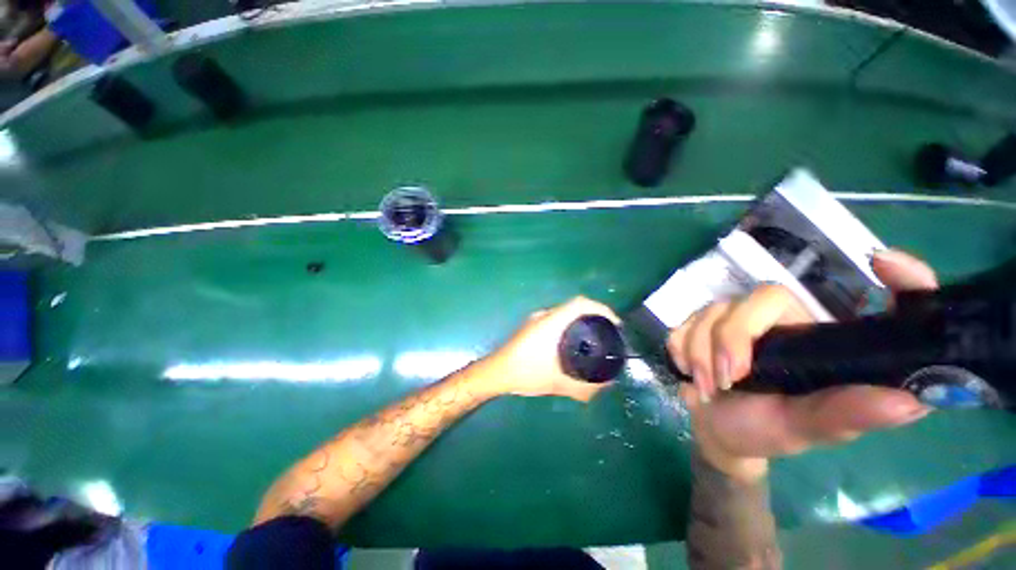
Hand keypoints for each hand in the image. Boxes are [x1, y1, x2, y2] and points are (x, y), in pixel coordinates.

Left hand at [484, 296, 620, 402]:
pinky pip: (556, 319)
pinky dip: (569, 326)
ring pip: (564, 313)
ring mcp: (536, 319)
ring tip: (593, 338)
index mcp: (551, 322)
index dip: (600, 308)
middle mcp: (544, 315)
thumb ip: (583, 388)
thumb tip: (606, 388)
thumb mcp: (557, 383)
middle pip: (574, 306)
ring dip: (580, 320)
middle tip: (607, 333)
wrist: (495, 372)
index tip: (614, 323)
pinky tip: (572, 343)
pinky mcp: (531, 326)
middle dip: (594, 315)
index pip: (579, 303)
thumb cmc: (525, 373)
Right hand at [668, 249, 938, 480]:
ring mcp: (739, 319)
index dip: (899, 278)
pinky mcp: (702, 324)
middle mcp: (789, 321)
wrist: (716, 430)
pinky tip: (690, 371)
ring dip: (701, 352)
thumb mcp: (811, 430)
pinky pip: (683, 324)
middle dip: (734, 337)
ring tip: (709, 387)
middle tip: (728, 376)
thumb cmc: (769, 430)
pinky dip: (681, 350)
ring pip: (712, 311)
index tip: (883, 264)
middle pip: (762, 298)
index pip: (879, 300)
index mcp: (827, 340)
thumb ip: (848, 414)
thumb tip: (908, 400)